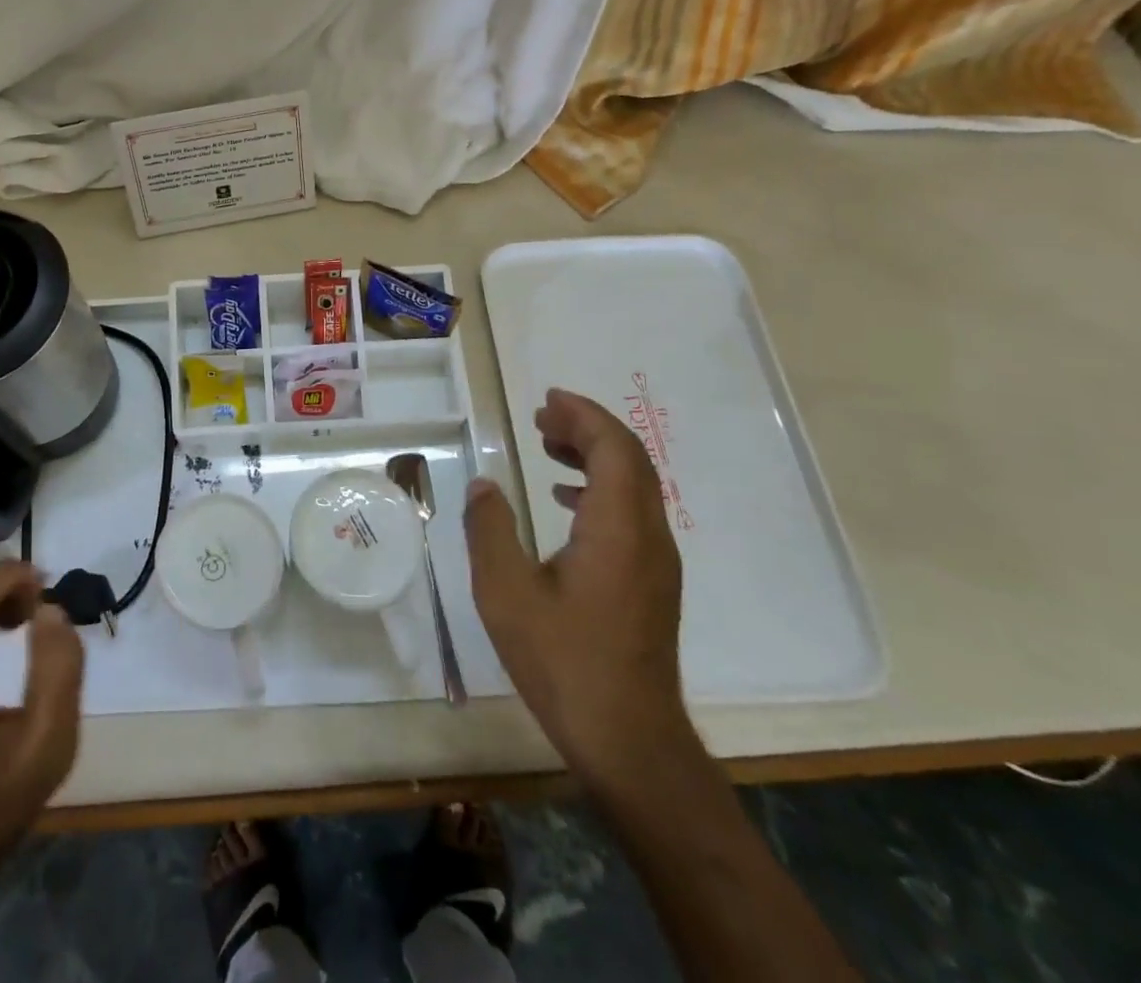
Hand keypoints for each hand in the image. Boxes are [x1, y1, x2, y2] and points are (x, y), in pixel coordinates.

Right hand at [465, 388, 687, 785]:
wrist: (628, 739)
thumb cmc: (563, 661)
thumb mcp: (505, 592)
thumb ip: (490, 529)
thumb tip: (483, 485)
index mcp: (617, 528)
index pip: (614, 448)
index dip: (584, 416)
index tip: (548, 401)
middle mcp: (647, 535)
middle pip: (630, 459)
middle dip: (588, 429)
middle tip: (541, 418)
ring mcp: (657, 562)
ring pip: (635, 486)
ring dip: (595, 456)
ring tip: (549, 447)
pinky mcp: (653, 583)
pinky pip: (633, 513)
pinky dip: (601, 489)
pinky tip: (565, 501)